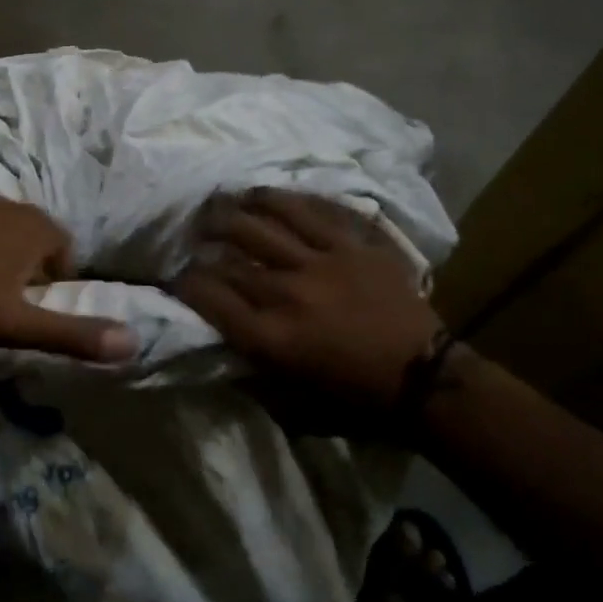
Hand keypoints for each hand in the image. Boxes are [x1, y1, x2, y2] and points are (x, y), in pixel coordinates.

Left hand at [0, 194, 136, 361]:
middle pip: (35, 242)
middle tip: (4, 310)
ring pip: (0, 235)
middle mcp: (7, 205)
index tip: (30, 316)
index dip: (55, 288)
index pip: (67, 254)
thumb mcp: (16, 325)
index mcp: (35, 227)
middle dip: (28, 274)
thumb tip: (134, 343)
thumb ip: (73, 335)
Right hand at [175, 189, 444, 415]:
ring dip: (236, 209)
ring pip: (266, 221)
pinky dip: (285, 200)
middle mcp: (288, 292)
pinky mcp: (353, 246)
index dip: (184, 283)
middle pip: (231, 256)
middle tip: (194, 234)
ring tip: (222, 201)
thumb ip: (252, 377)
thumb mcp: (293, 407)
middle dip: (203, 241)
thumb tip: (221, 350)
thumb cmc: (356, 400)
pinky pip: (313, 211)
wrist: (425, 378)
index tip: (176, 278)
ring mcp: (322, 262)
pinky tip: (267, 194)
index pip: (210, 297)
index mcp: (271, 337)